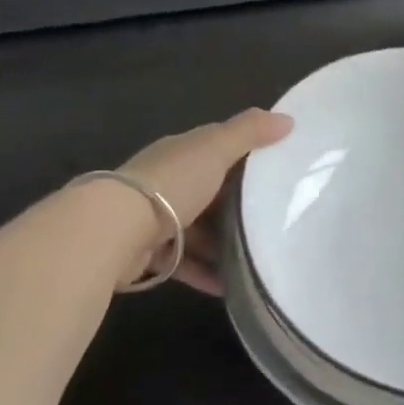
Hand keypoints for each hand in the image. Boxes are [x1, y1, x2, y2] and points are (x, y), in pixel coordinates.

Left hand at [118, 108, 292, 293]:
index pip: (215, 148)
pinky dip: (207, 272)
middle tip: (274, 219)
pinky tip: (231, 286)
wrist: (115, 230)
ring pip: (197, 230)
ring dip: (223, 244)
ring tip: (258, 257)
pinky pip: (185, 262)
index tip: (276, 168)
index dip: (244, 155)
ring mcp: (155, 218)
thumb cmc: (171, 183)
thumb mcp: (215, 150)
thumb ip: (249, 133)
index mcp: (180, 153)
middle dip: (237, 205)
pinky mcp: (149, 253)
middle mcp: (165, 182)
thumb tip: (287, 118)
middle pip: (208, 192)